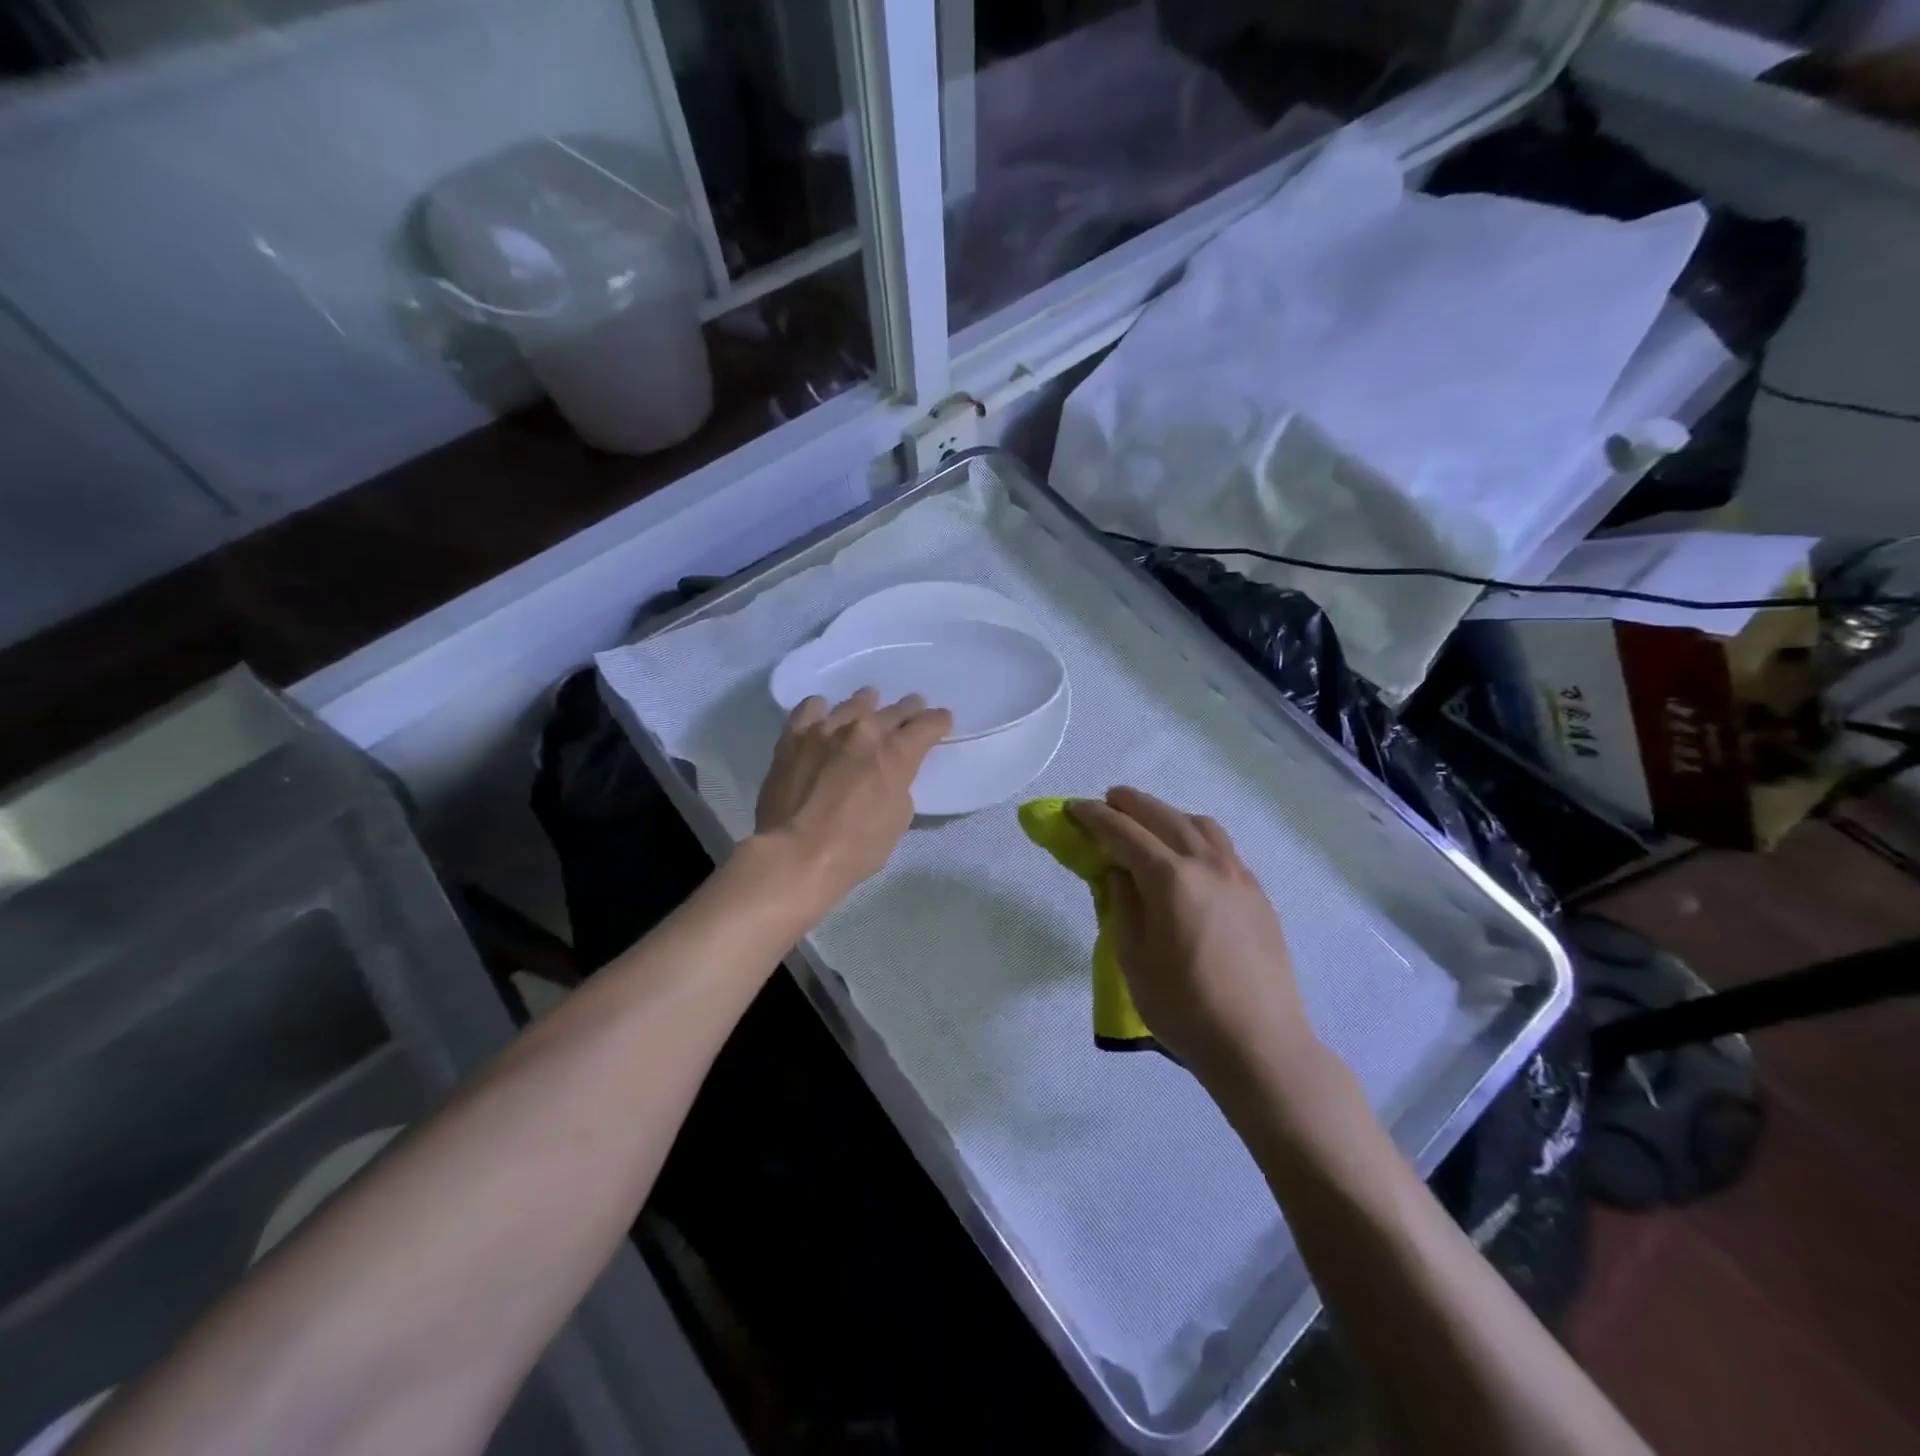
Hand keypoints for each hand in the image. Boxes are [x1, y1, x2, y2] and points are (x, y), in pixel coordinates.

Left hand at [753, 688, 951, 910]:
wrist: (795, 855)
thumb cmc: (856, 847)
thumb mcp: (897, 819)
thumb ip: (899, 784)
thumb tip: (890, 773)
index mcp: (895, 753)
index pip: (926, 726)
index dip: (938, 722)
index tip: (943, 720)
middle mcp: (863, 731)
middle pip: (893, 711)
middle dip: (908, 709)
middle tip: (915, 705)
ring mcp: (825, 731)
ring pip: (853, 705)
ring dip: (867, 703)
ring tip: (870, 700)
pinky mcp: (792, 739)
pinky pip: (809, 710)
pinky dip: (821, 709)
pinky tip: (823, 712)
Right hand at [1068, 788, 1317, 1092]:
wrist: (1259, 1044)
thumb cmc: (1185, 1007)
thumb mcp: (1133, 959)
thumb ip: (1124, 906)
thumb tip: (1121, 872)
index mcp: (1170, 879)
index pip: (1124, 833)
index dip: (1094, 817)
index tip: (1073, 808)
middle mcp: (1207, 864)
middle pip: (1163, 816)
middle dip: (1130, 804)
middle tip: (1106, 802)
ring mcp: (1239, 876)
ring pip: (1199, 825)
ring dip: (1167, 815)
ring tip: (1148, 823)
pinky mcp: (1257, 894)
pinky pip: (1222, 847)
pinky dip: (1196, 836)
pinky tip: (1188, 856)